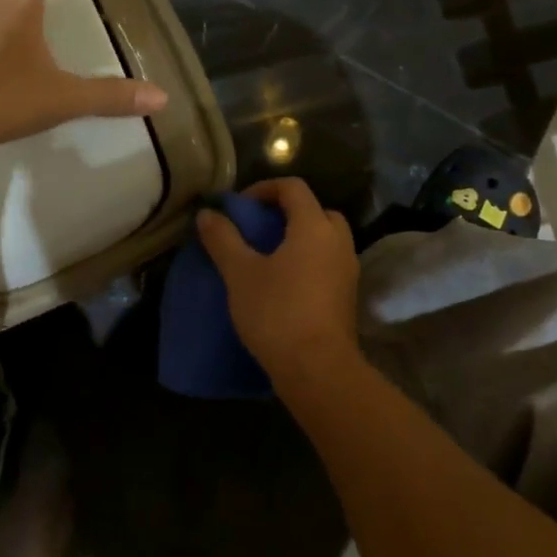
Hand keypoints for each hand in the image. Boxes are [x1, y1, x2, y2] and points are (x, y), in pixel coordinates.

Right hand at [196, 178, 361, 394]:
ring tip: (269, 257)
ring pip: (325, 239)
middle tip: (259, 229)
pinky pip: (328, 263)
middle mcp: (338, 241)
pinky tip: (285, 284)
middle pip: (316, 211)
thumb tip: (208, 213)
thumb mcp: (241, 274)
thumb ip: (223, 239)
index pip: (293, 188)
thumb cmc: (277, 312)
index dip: (264, 188)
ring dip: (299, 239)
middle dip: (287, 213)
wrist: (318, 369)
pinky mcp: (348, 295)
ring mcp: (348, 269)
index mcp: (314, 226)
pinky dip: (309, 261)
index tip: (240, 207)